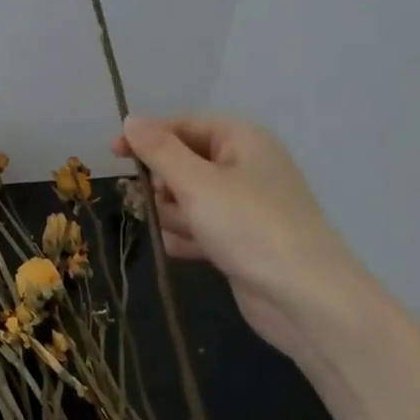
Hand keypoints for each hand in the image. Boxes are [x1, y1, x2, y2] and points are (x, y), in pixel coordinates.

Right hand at [116, 114, 377, 357]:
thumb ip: (159, 150)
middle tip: (158, 204)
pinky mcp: (240, 240)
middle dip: (164, 186)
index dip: (147, 138)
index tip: (113, 155)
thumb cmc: (250, 227)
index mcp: (241, 140)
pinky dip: (189, 238)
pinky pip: (199, 228)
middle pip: (182, 164)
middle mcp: (243, 166)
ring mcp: (243, 206)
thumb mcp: (197, 183)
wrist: (306, 300)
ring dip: (175, 216)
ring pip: (186, 199)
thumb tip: (131, 119)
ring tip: (187, 234)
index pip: (182, 126)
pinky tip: (188, 252)